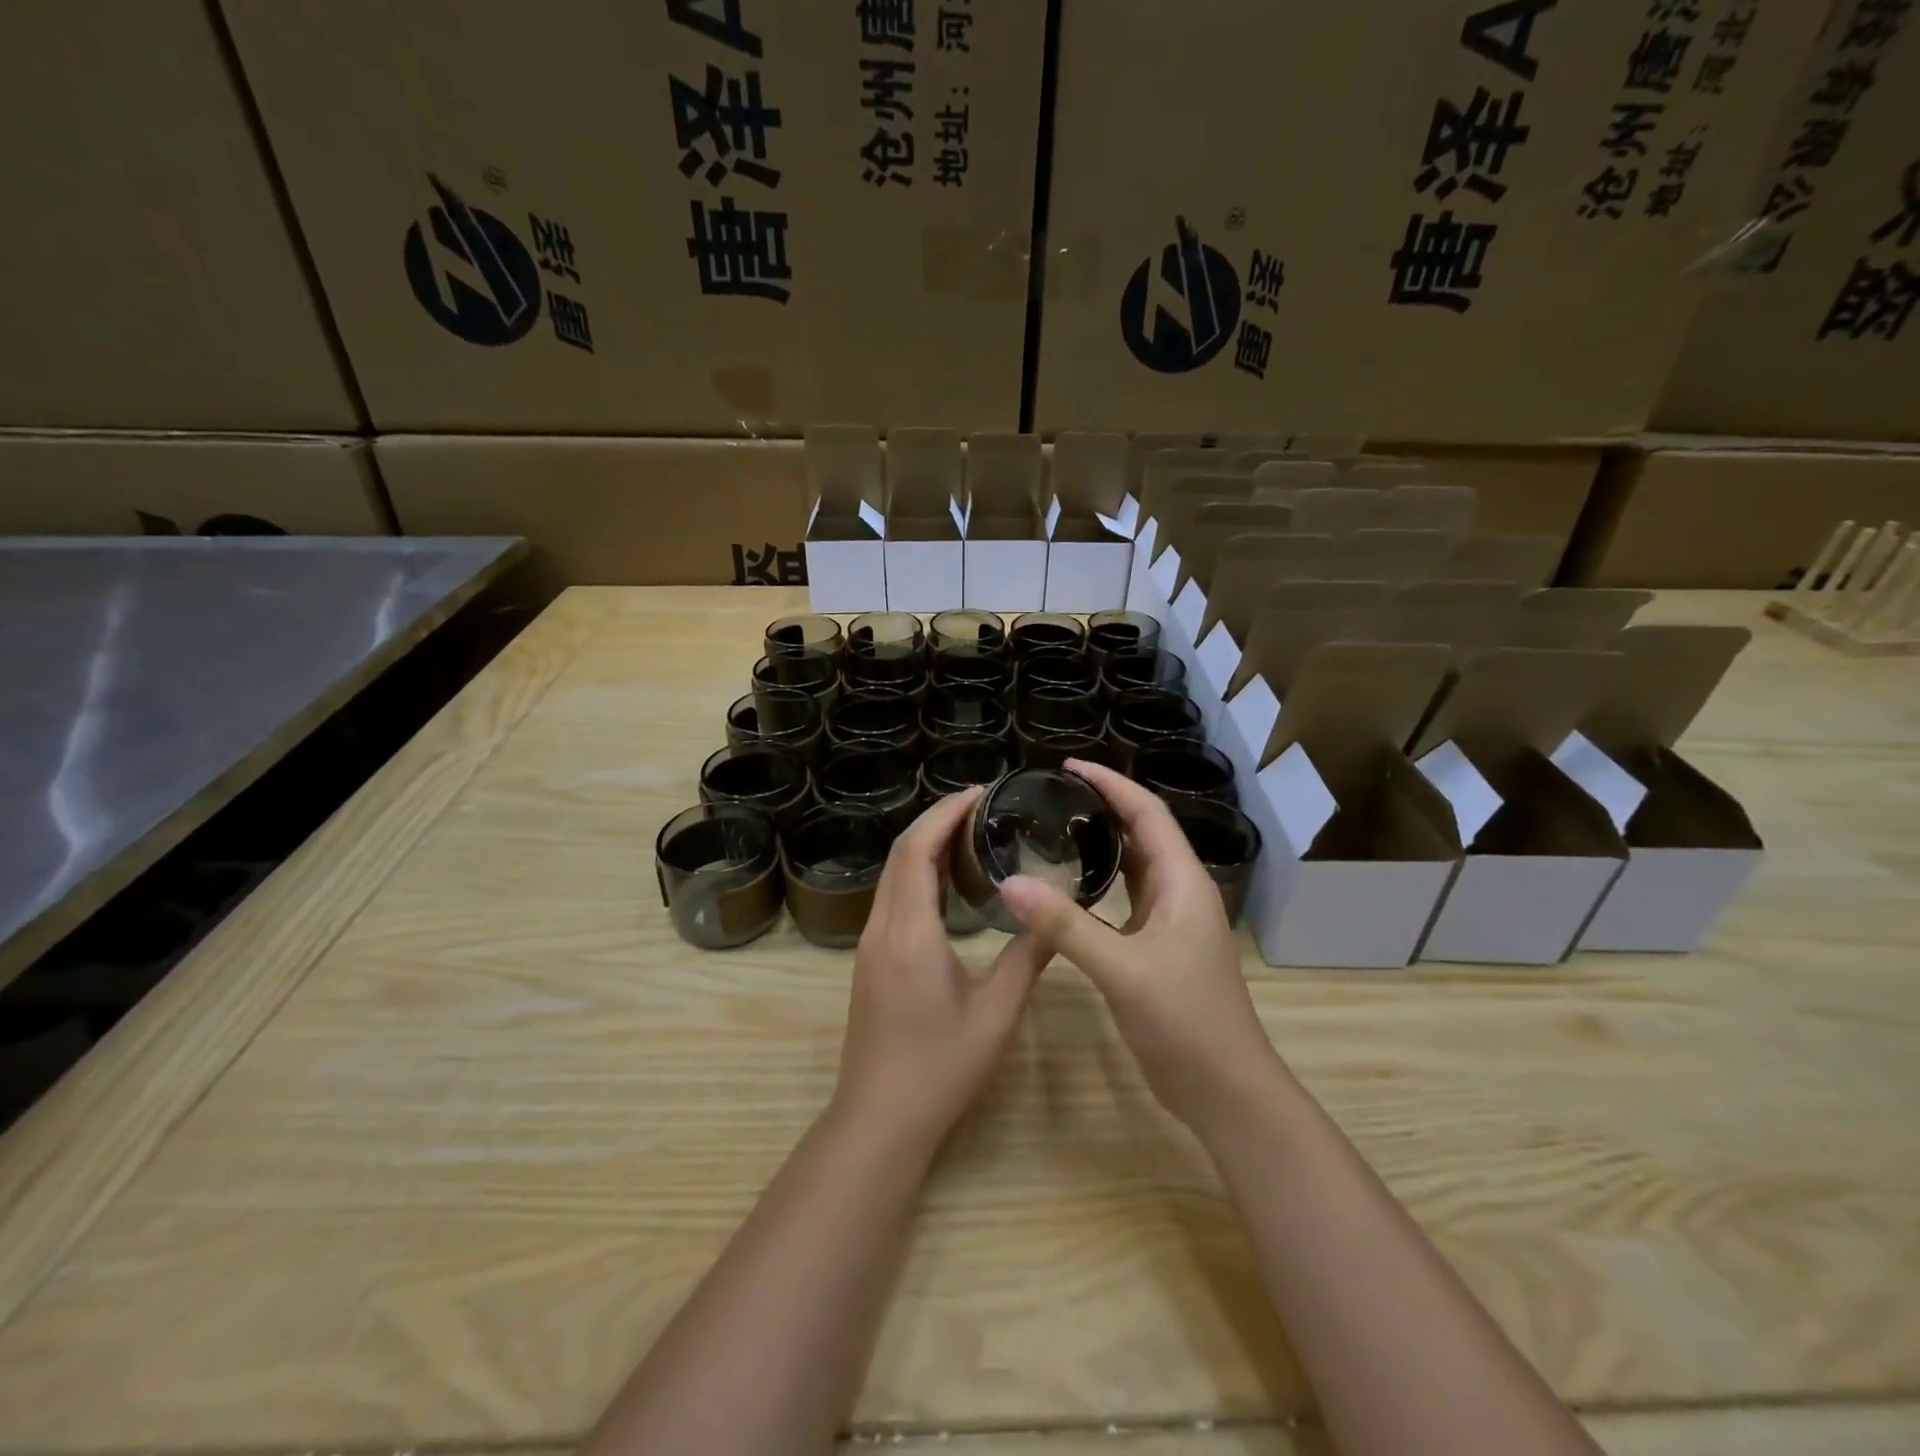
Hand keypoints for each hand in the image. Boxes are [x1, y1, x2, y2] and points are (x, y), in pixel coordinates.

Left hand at [833, 787, 1051, 1157]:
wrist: (879, 1119)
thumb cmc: (941, 1068)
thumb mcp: (996, 1013)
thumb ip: (1027, 958)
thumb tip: (1057, 916)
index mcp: (910, 932)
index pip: (917, 850)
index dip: (945, 813)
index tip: (980, 792)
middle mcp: (881, 927)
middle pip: (900, 854)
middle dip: (936, 820)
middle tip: (982, 805)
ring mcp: (869, 943)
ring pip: (892, 874)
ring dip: (924, 845)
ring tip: (970, 833)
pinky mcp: (869, 959)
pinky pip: (892, 897)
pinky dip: (917, 873)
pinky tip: (948, 882)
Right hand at [998, 760, 1289, 1139]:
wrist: (1225, 1091)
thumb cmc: (1185, 1022)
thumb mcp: (1122, 969)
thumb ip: (1066, 925)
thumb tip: (1010, 883)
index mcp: (1183, 882)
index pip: (1148, 813)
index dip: (1112, 784)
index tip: (1069, 767)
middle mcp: (1181, 893)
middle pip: (1144, 833)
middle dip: (1105, 806)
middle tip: (1054, 795)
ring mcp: (1171, 923)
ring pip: (1136, 867)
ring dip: (1104, 843)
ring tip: (1058, 827)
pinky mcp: (1158, 949)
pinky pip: (1127, 899)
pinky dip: (1101, 882)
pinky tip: (1070, 886)